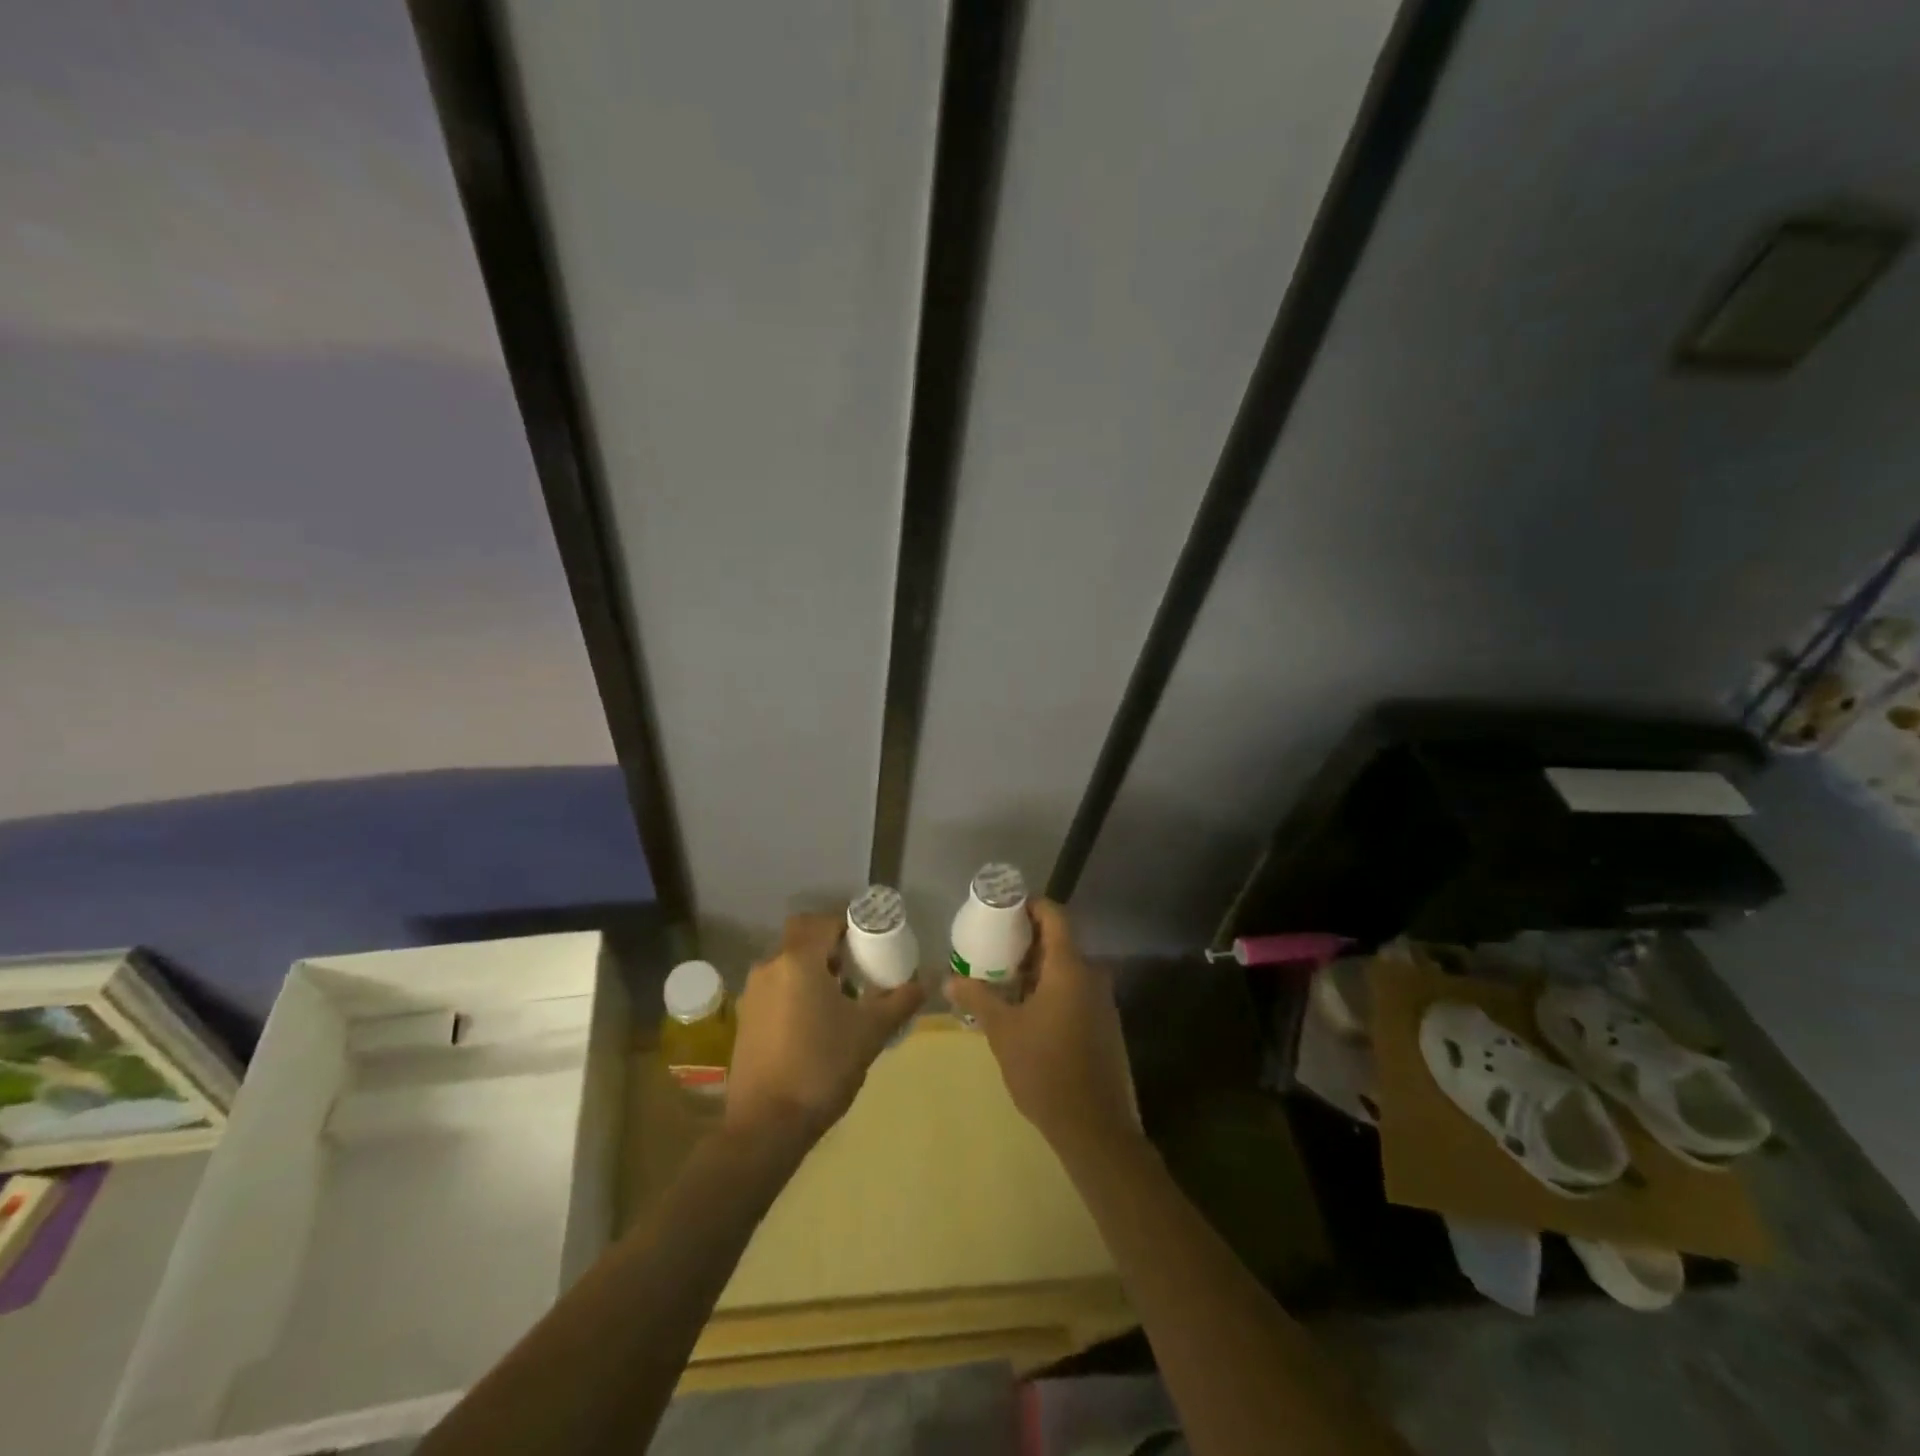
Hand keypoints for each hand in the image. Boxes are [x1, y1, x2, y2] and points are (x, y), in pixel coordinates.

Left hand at [724, 913, 924, 1146]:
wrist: (766, 1125)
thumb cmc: (822, 1067)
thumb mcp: (870, 1032)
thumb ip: (900, 1000)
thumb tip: (927, 980)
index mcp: (798, 960)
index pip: (823, 921)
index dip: (848, 926)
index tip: (871, 943)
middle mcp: (770, 967)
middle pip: (802, 940)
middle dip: (830, 948)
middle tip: (859, 969)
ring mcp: (752, 994)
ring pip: (788, 966)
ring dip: (813, 972)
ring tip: (842, 1000)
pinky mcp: (745, 1020)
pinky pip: (776, 990)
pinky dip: (796, 993)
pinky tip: (816, 1025)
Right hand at [946, 899, 1136, 1160]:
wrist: (1093, 1126)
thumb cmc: (1045, 1069)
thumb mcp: (1003, 1031)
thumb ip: (977, 998)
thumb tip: (948, 979)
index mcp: (1069, 967)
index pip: (1054, 915)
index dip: (1030, 906)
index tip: (1002, 909)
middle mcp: (1091, 975)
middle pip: (1059, 940)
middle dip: (1025, 940)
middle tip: (992, 945)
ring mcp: (1101, 1000)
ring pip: (1066, 967)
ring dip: (1036, 967)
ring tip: (1001, 976)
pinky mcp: (1103, 1022)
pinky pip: (1074, 989)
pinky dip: (1050, 987)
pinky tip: (1024, 1007)